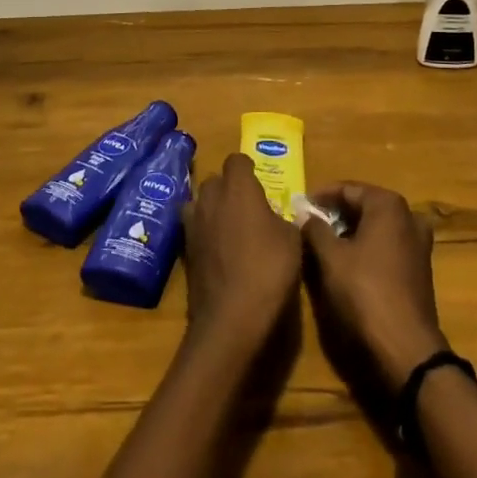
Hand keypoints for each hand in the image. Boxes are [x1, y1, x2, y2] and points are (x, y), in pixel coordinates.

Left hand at [180, 154, 301, 350]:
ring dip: (212, 209)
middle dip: (229, 189)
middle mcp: (210, 197)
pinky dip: (204, 234)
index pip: (237, 160)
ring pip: (199, 202)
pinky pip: (194, 229)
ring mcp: (193, 223)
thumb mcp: (292, 241)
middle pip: (215, 180)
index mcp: (238, 187)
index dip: (248, 170)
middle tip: (247, 209)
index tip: (260, 185)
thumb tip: (276, 216)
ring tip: (230, 228)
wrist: (231, 317)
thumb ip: (283, 219)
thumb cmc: (269, 269)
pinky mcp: (184, 249)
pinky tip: (219, 251)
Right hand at [301, 183, 447, 388]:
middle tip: (309, 225)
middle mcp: (408, 216)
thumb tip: (304, 214)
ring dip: (350, 232)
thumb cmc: (365, 292)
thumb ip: (315, 229)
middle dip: (336, 214)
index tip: (299, 207)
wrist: (406, 348)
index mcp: (388, 205)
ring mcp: (418, 243)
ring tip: (324, 244)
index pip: (347, 189)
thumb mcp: (331, 258)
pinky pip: (387, 246)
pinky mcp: (419, 268)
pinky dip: (366, 248)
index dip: (321, 197)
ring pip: (376, 227)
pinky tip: (347, 263)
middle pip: (364, 206)